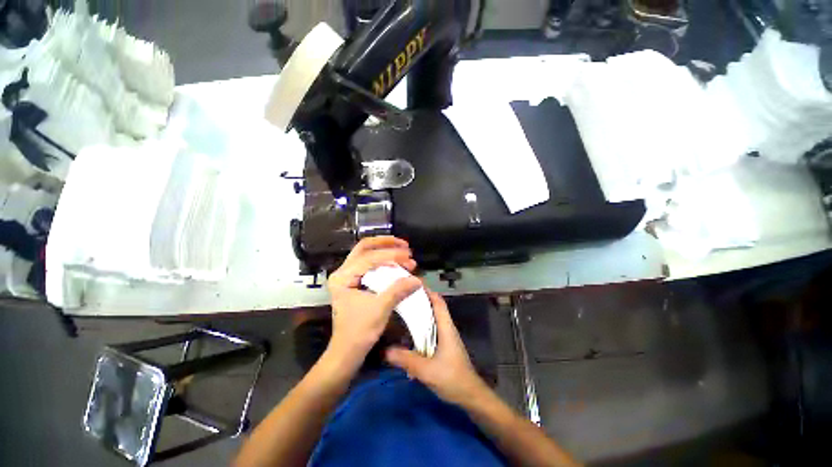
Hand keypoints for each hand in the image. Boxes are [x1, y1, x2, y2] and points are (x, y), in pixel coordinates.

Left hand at [326, 236, 421, 371]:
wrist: (347, 351)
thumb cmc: (359, 332)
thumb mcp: (380, 309)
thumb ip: (398, 290)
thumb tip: (418, 279)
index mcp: (343, 277)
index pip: (369, 258)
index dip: (391, 255)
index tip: (409, 257)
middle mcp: (343, 272)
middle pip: (364, 247)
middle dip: (386, 243)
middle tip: (405, 245)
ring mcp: (348, 276)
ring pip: (367, 254)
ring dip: (386, 251)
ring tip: (405, 253)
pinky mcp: (354, 282)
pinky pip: (370, 264)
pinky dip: (384, 261)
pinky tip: (397, 263)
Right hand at [385, 290, 488, 405]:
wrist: (470, 396)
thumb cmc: (452, 378)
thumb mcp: (427, 370)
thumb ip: (406, 359)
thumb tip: (385, 351)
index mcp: (445, 327)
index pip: (438, 302)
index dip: (427, 291)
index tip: (411, 285)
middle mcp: (446, 328)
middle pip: (434, 307)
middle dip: (419, 300)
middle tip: (401, 297)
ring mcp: (446, 337)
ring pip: (432, 319)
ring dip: (419, 314)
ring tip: (401, 311)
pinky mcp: (443, 346)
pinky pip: (431, 330)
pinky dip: (421, 327)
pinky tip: (408, 334)